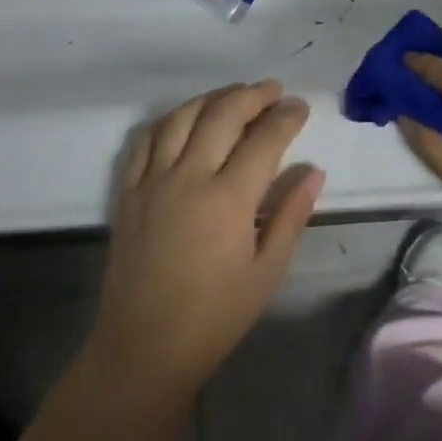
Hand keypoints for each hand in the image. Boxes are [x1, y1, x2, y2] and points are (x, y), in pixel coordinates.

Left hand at [85, 80, 323, 401]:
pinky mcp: (128, 191)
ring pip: (182, 117)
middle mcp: (189, 177)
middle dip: (253, 95)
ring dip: (212, 98)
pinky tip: (184, 118)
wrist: (143, 349)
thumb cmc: (215, 316)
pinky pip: (144, 140)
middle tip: (273, 90)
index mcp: (228, 199)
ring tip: (234, 95)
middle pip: (223, 115)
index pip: (264, 139)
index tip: (300, 107)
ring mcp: (152, 181)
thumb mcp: (267, 271)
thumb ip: (291, 215)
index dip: (286, 117)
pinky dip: (168, 119)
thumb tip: (313, 171)